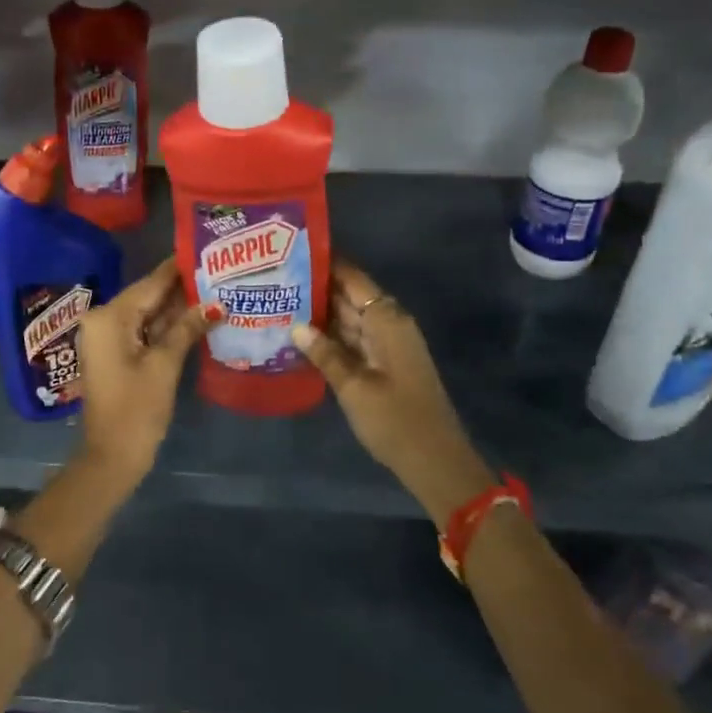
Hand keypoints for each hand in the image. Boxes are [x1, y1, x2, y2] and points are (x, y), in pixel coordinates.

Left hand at [77, 258, 220, 481]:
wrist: (111, 457)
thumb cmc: (136, 410)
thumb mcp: (165, 365)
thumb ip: (186, 328)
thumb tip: (215, 303)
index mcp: (110, 316)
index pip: (151, 282)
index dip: (180, 268)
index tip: (207, 249)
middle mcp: (104, 319)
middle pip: (149, 296)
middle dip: (184, 288)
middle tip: (220, 272)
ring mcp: (109, 338)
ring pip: (149, 314)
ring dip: (179, 308)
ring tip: (217, 290)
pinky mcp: (117, 355)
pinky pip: (145, 331)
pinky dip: (168, 327)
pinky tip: (198, 319)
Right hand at [292, 262, 497, 525]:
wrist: (435, 461)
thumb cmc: (395, 420)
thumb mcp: (354, 386)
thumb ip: (325, 353)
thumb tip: (295, 326)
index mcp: (388, 321)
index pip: (354, 279)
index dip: (327, 264)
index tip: (294, 251)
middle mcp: (389, 325)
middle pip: (350, 296)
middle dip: (317, 287)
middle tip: (276, 279)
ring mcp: (387, 345)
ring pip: (349, 319)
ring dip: (320, 313)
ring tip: (280, 302)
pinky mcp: (383, 364)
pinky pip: (353, 339)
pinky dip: (330, 337)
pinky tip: (301, 337)